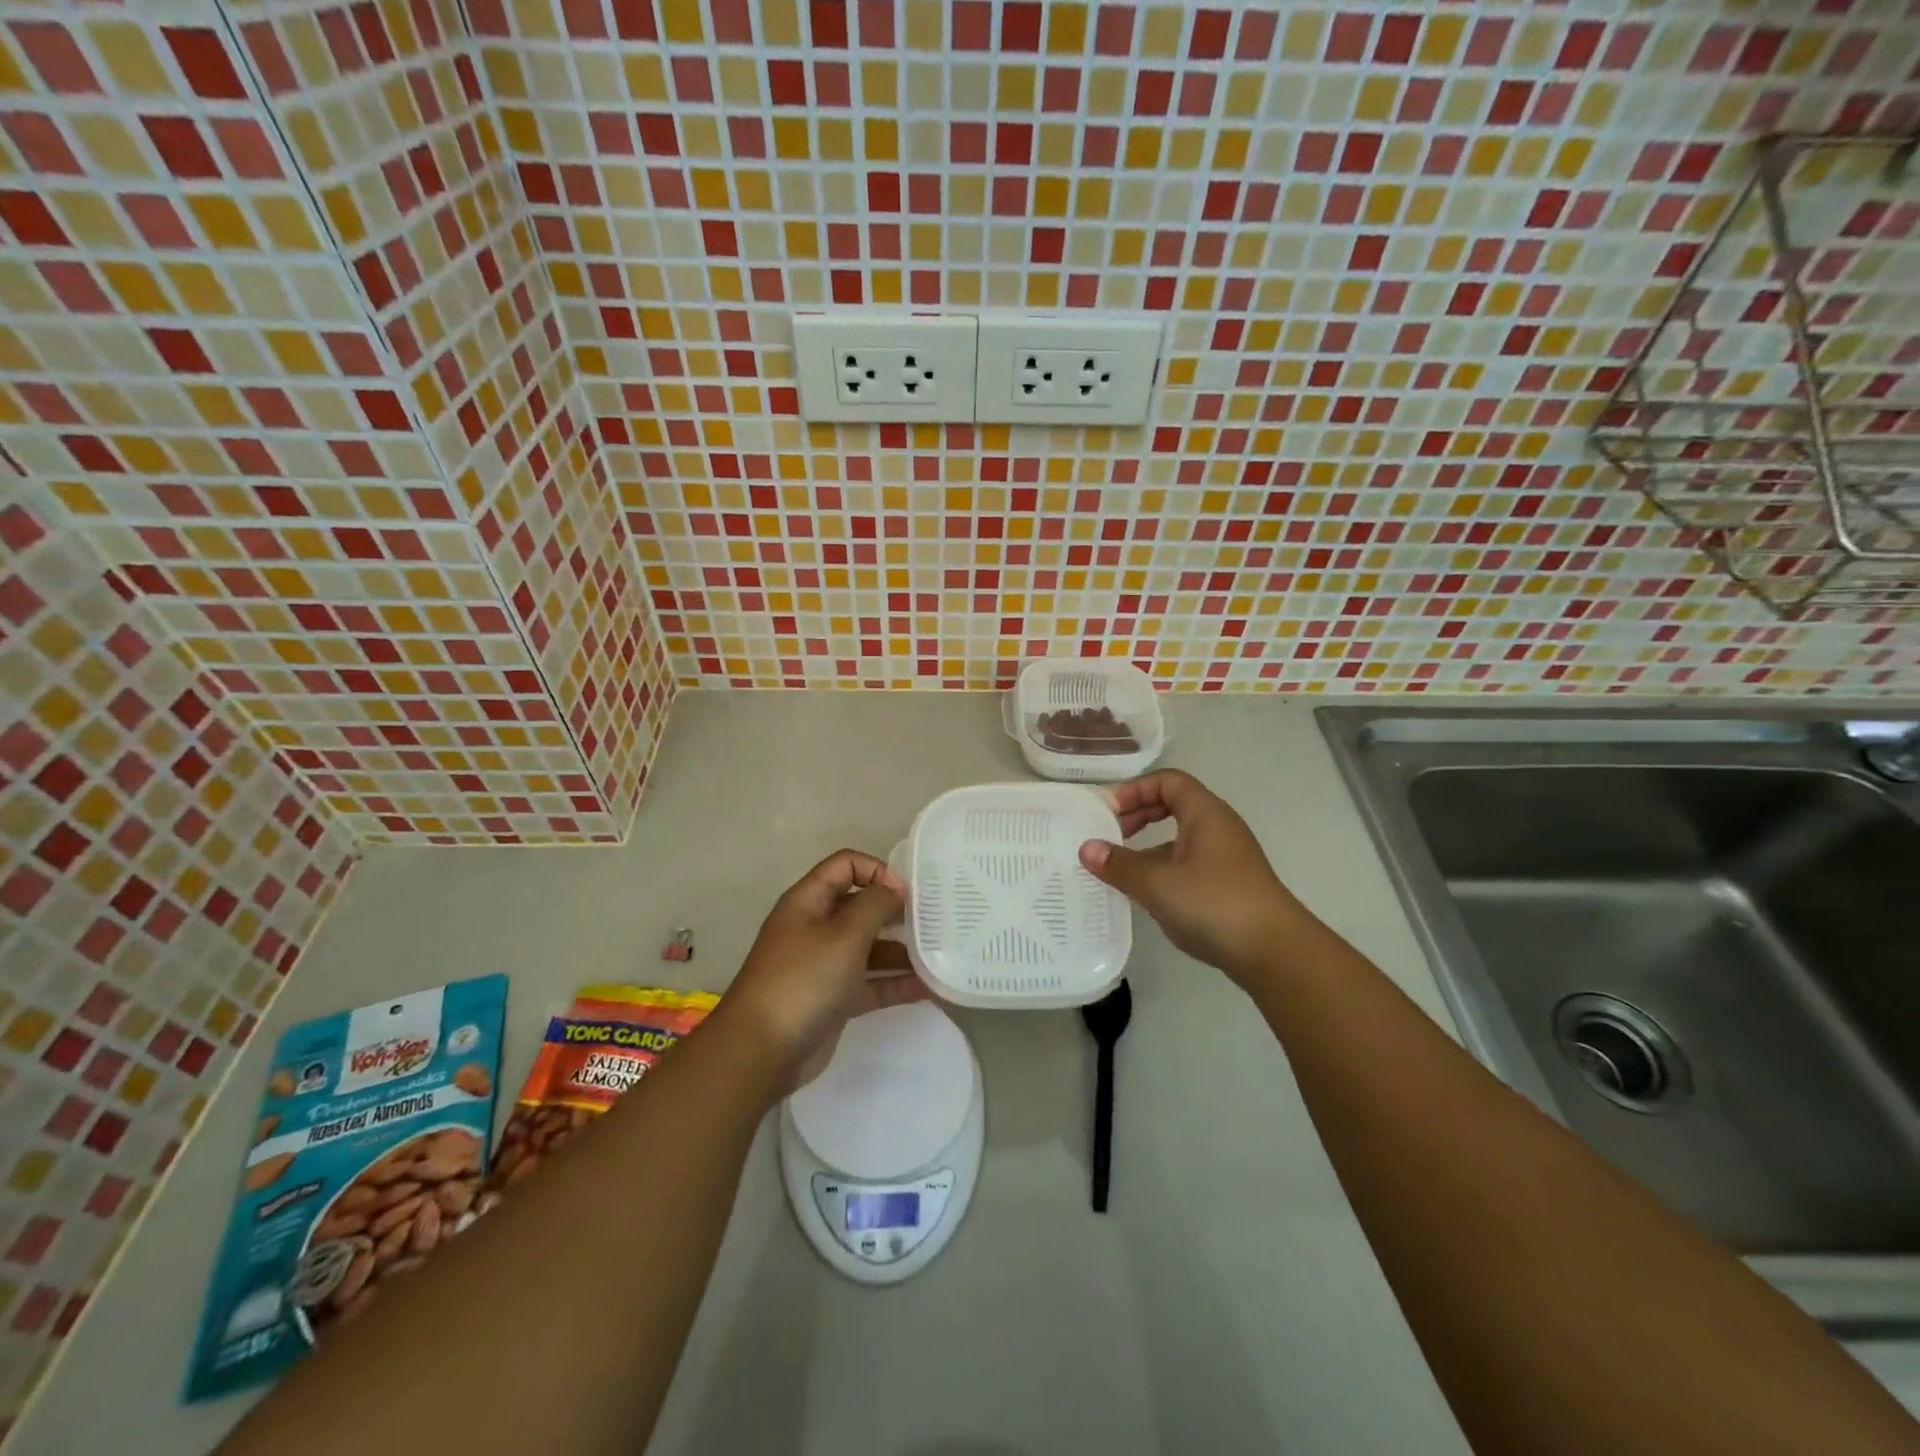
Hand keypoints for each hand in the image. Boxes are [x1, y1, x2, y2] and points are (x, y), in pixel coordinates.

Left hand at [720, 849, 927, 1092]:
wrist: (761, 1051)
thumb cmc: (803, 980)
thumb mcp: (844, 935)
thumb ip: (875, 905)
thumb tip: (894, 887)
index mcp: (809, 901)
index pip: (845, 865)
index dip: (877, 870)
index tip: (907, 893)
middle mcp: (816, 927)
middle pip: (860, 905)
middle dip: (895, 911)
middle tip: (932, 921)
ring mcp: (824, 964)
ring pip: (868, 947)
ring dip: (901, 950)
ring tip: (938, 956)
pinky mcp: (834, 998)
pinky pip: (870, 983)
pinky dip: (895, 984)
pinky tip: (928, 989)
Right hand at [1078, 770, 1309, 987]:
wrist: (1275, 953)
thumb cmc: (1214, 903)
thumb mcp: (1158, 883)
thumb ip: (1119, 864)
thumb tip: (1086, 848)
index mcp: (1205, 814)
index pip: (1167, 781)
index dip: (1134, 790)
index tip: (1107, 812)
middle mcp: (1218, 828)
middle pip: (1173, 805)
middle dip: (1137, 815)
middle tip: (1108, 835)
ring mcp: (1226, 859)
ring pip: (1179, 839)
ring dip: (1147, 847)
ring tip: (1118, 868)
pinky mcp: (1227, 887)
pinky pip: (1187, 865)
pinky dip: (1162, 870)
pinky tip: (1145, 895)